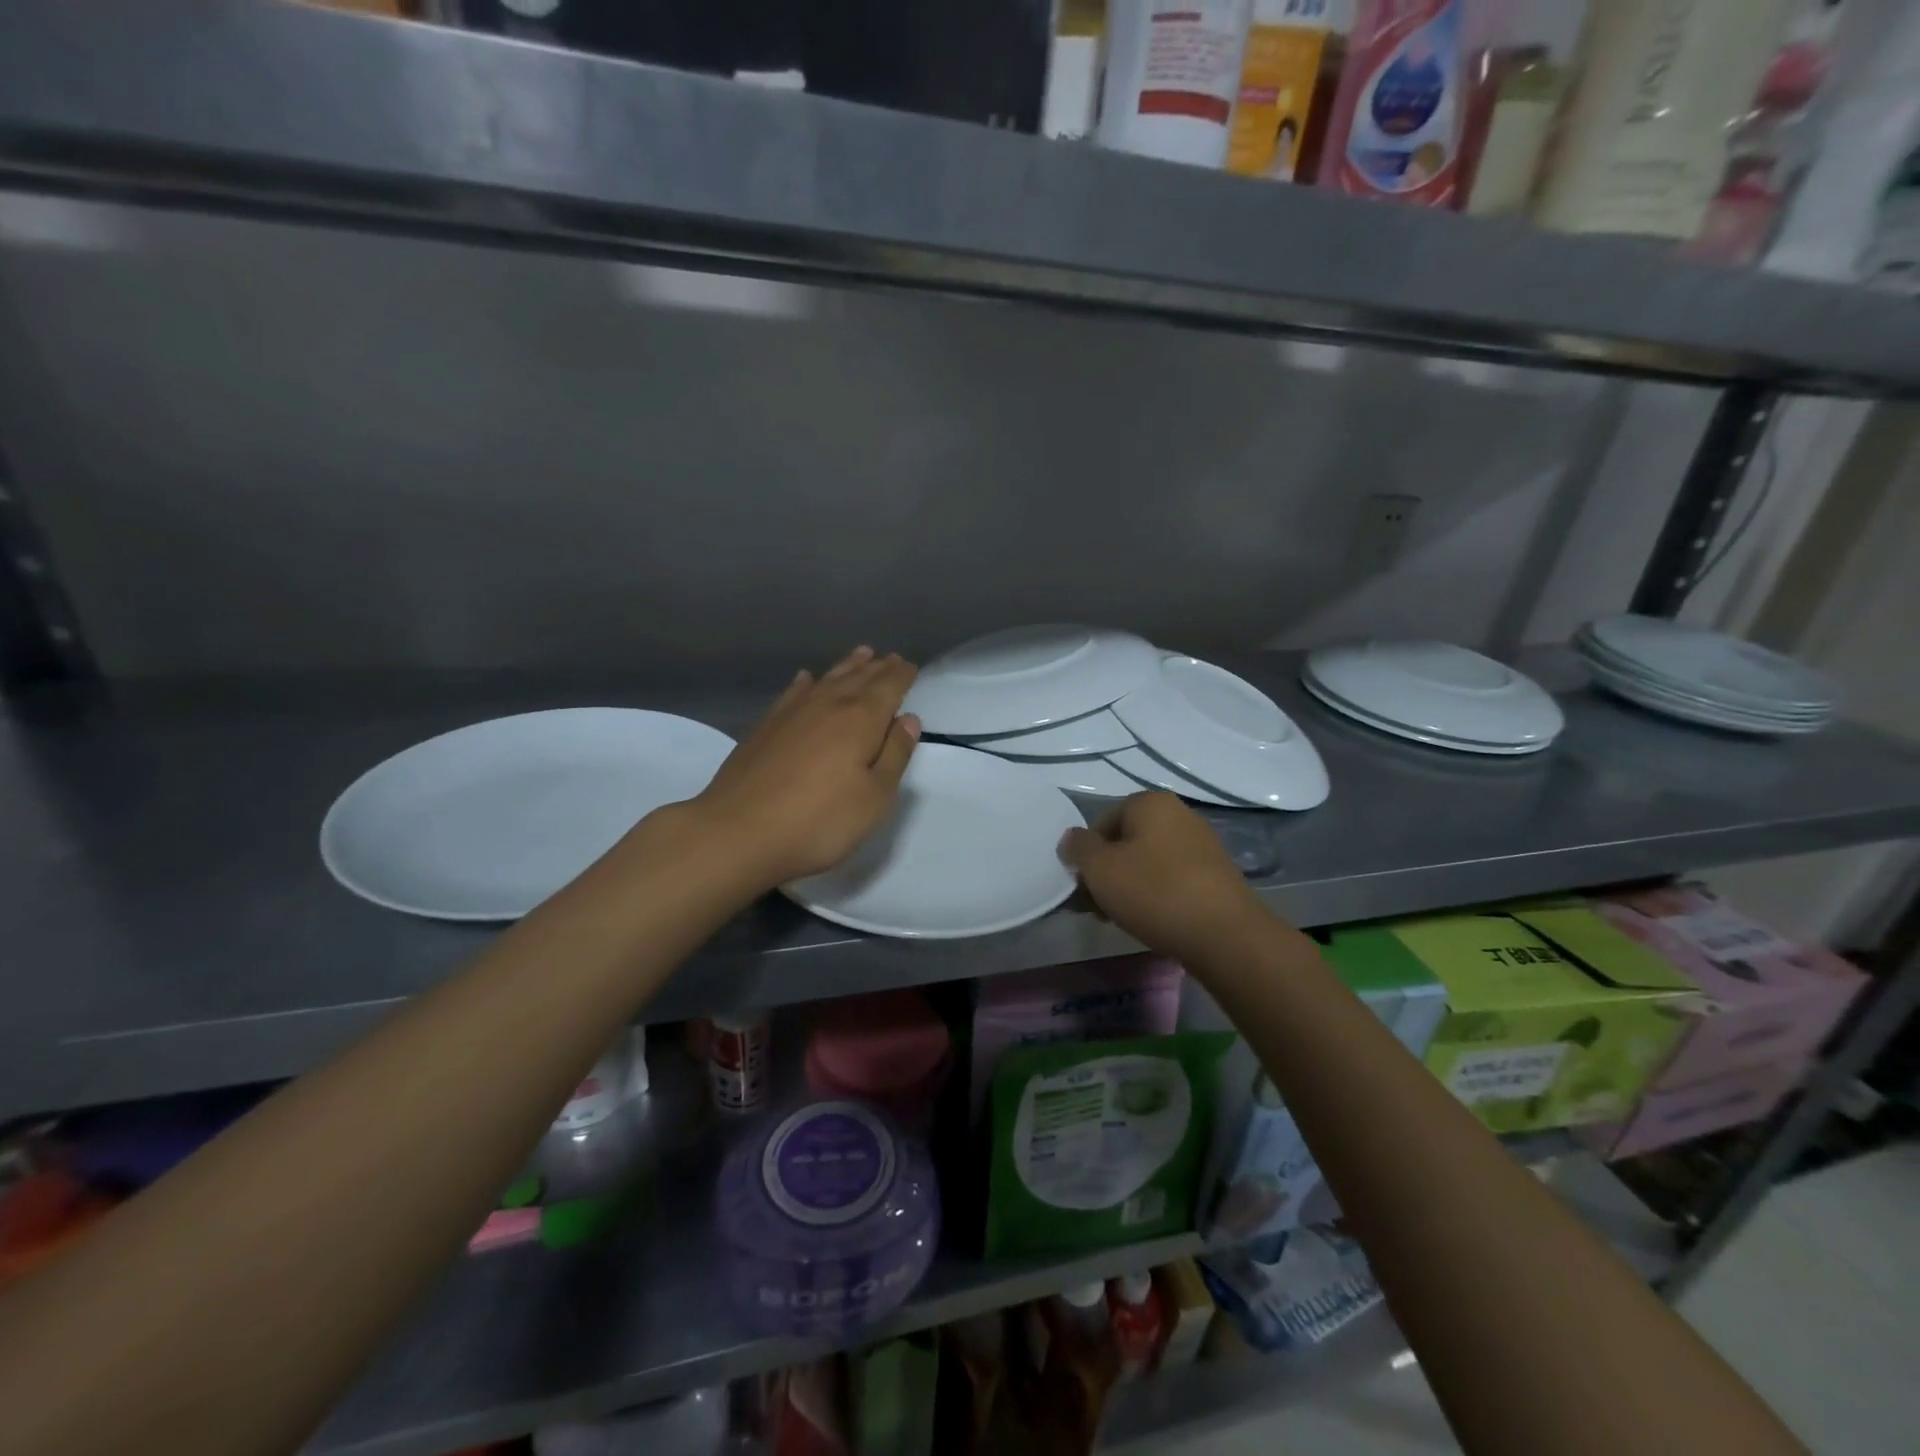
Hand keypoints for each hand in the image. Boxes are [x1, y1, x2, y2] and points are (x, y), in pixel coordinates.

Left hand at [692, 647, 919, 888]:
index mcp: (860, 720)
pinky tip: (806, 679)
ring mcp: (791, 713)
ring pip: (827, 679)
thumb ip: (895, 755)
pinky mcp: (765, 727)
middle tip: (892, 658)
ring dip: (847, 666)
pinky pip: (793, 693)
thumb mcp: (874, 797)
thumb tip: (908, 719)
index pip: (888, 687)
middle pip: (858, 678)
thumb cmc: (819, 821)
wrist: (738, 832)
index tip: (912, 667)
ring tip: (861, 654)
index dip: (902, 676)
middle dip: (878, 667)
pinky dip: (806, 682)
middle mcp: (827, 705)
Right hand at [1059, 792, 1270, 965]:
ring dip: (1128, 886)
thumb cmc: (1154, 892)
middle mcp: (1178, 814)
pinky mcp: (1215, 873)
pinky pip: (1171, 877)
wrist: (1225, 934)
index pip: (1101, 822)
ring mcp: (1201, 843)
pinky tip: (1151, 919)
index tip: (1083, 887)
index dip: (1086, 855)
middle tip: (1097, 907)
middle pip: (1125, 841)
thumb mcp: (1100, 868)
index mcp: (1150, 802)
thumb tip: (1072, 839)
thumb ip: (1078, 848)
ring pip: (1147, 861)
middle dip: (1106, 873)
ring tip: (1121, 918)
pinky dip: (1155, 894)